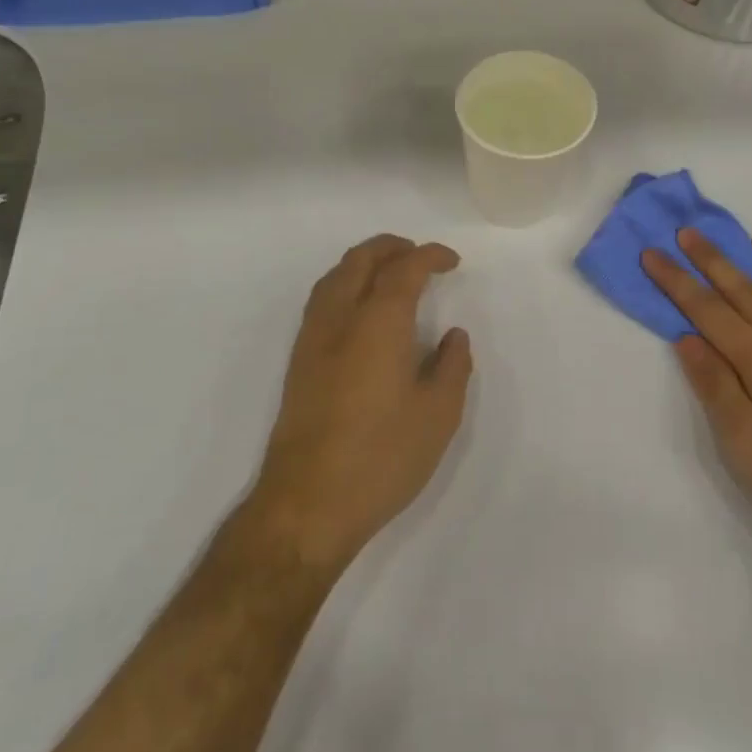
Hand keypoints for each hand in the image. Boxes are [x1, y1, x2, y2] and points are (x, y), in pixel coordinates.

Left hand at [251, 235, 472, 571]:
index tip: (452, 262)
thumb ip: (452, 366)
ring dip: (365, 262)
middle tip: (420, 256)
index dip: (430, 256)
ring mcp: (313, 339)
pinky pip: (322, 299)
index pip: (405, 268)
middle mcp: (341, 318)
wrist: (307, 504)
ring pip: (335, 276)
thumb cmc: (381, 457)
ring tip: (390, 274)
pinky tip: (360, 310)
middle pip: (361, 259)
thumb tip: (453, 336)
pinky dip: (345, 284)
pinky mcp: (298, 362)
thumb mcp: (438, 415)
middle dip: (392, 247)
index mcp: (378, 322)